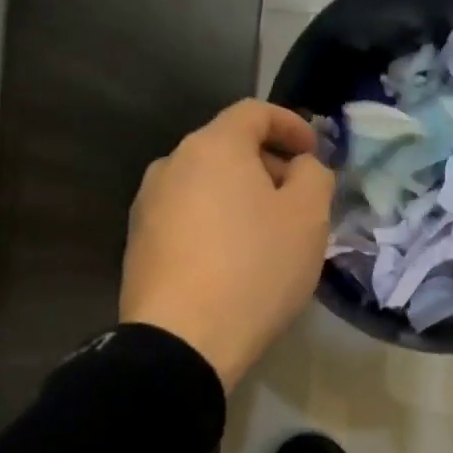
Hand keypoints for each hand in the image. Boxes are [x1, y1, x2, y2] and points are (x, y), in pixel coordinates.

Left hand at [120, 100, 333, 391]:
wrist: (181, 340)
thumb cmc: (255, 269)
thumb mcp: (308, 218)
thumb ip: (313, 176)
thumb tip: (300, 166)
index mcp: (213, 146)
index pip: (254, 112)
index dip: (291, 125)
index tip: (314, 153)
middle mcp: (171, 164)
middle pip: (227, 148)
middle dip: (268, 166)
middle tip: (298, 202)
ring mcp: (147, 205)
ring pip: (205, 186)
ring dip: (240, 198)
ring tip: (266, 236)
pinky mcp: (138, 245)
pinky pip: (187, 218)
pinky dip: (215, 224)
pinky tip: (233, 261)